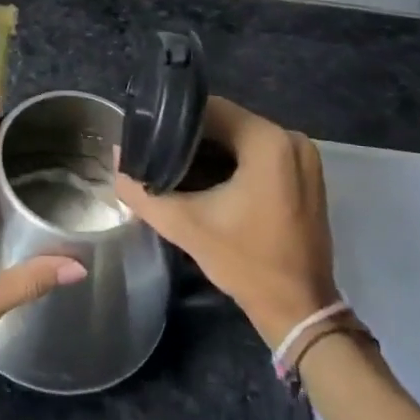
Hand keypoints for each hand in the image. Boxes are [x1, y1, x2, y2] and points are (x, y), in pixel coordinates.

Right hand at [114, 97, 337, 348]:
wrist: (298, 311)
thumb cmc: (245, 261)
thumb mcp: (184, 224)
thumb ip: (142, 190)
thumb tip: (116, 160)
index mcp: (267, 141)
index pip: (208, 108)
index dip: (173, 120)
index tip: (148, 137)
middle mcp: (289, 139)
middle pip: (225, 121)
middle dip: (189, 137)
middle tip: (156, 154)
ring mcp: (301, 156)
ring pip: (239, 137)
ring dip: (209, 150)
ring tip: (174, 166)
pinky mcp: (304, 174)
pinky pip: (257, 152)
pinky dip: (231, 162)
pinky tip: (206, 180)